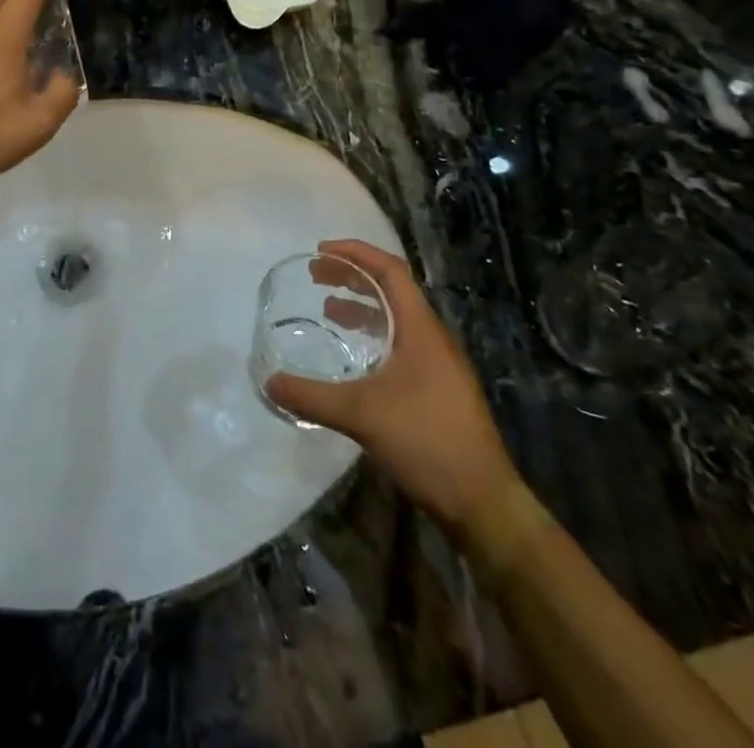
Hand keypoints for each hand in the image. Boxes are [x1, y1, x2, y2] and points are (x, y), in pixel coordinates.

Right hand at [265, 240, 523, 542]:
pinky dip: (372, 334)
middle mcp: (432, 337)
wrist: (484, 503)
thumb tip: (270, 382)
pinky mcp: (437, 387)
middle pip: (392, 289)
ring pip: (396, 317)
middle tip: (315, 274)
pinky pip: (400, 342)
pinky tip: (354, 356)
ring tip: (328, 309)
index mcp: (421, 329)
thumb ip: (311, 396)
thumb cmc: (427, 442)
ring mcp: (439, 364)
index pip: (390, 270)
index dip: (355, 253)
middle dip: (353, 275)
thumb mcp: (361, 416)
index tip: (320, 250)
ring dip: (362, 305)